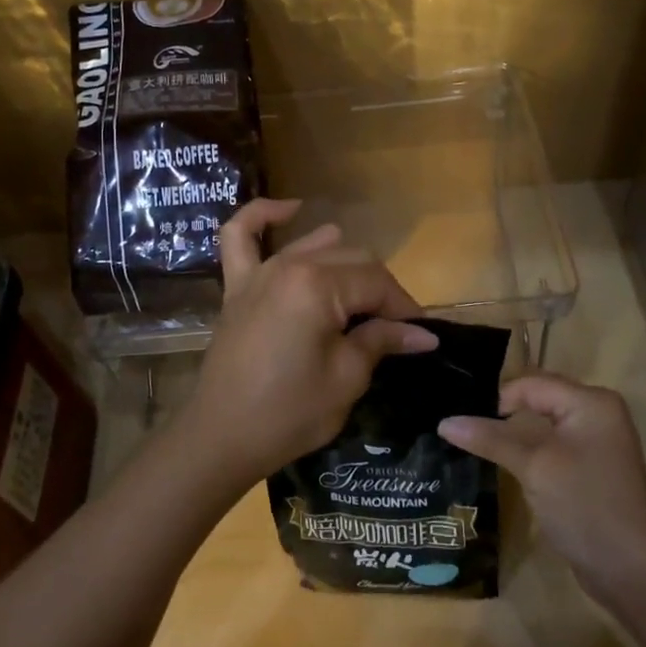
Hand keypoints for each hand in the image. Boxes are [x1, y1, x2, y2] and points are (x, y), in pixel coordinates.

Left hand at [173, 198, 437, 490]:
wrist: (221, 437)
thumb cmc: (288, 413)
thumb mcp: (346, 379)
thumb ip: (382, 341)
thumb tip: (423, 333)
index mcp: (318, 286)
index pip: (377, 283)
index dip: (404, 308)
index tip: (421, 335)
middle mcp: (290, 266)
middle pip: (352, 260)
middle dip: (380, 291)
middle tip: (395, 330)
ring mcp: (259, 272)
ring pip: (316, 246)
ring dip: (345, 264)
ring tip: (361, 299)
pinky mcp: (237, 286)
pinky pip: (240, 236)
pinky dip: (263, 216)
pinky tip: (290, 209)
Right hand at [439, 374, 645, 600]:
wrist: (633, 570)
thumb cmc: (585, 505)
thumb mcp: (533, 467)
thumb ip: (491, 439)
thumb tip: (444, 422)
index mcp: (591, 402)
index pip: (531, 383)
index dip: (497, 399)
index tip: (465, 423)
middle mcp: (597, 414)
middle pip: (538, 400)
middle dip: (502, 414)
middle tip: (461, 427)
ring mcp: (596, 443)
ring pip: (542, 426)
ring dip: (512, 436)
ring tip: (473, 444)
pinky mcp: (590, 470)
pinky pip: (551, 448)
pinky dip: (527, 454)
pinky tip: (502, 465)